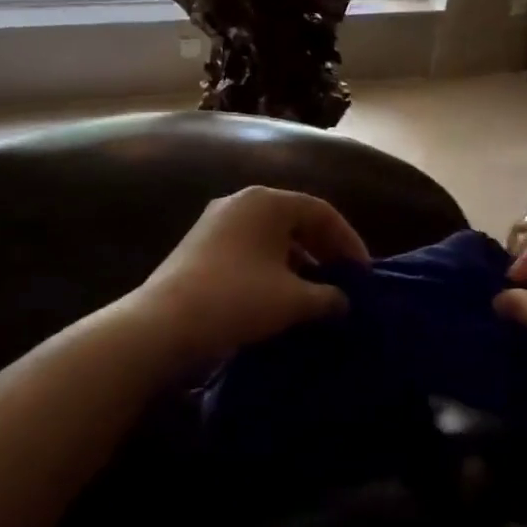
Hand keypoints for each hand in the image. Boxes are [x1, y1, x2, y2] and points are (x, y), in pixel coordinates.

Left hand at [131, 187, 369, 366]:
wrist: (163, 324)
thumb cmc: (238, 299)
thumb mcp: (295, 301)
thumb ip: (329, 297)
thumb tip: (344, 302)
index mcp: (267, 201)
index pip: (323, 212)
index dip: (349, 242)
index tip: (363, 274)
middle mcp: (241, 202)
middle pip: (296, 220)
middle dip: (325, 251)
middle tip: (343, 280)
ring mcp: (216, 223)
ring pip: (271, 237)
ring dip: (299, 262)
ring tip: (315, 292)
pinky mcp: (199, 246)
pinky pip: (249, 250)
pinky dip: (272, 268)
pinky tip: (279, 297)